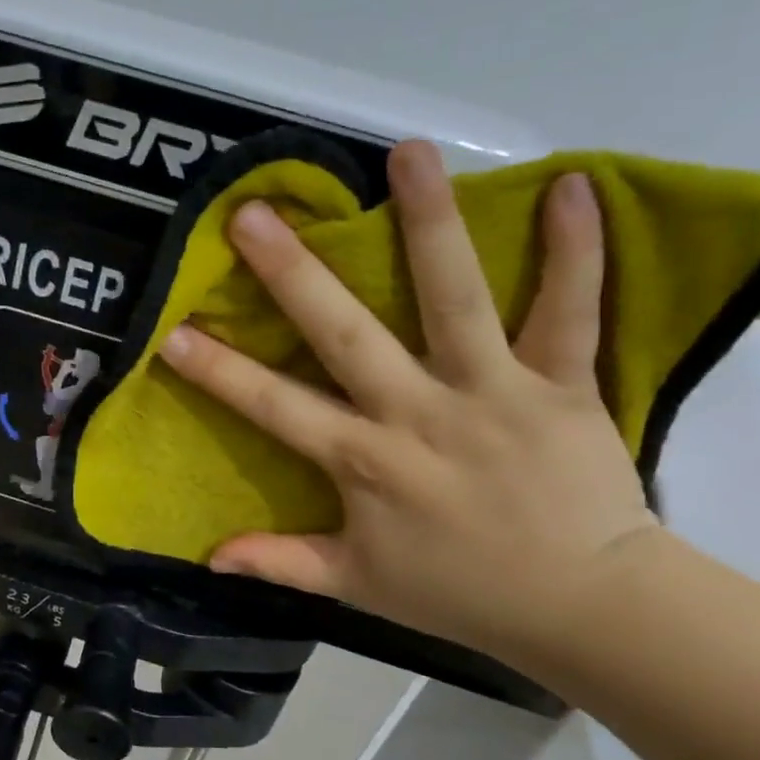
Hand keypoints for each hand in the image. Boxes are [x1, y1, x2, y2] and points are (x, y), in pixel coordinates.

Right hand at [158, 140, 657, 659]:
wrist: (586, 607)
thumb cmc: (462, 593)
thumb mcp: (358, 586)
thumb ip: (282, 562)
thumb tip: (208, 556)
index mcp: (365, 462)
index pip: (275, 408)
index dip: (220, 372)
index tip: (173, 332)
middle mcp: (418, 413)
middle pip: (347, 333)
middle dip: (294, 273)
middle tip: (253, 215)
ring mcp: (492, 391)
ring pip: (456, 298)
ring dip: (431, 223)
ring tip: (408, 153)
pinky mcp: (562, 384)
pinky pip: (570, 311)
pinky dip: (576, 251)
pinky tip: (572, 183)